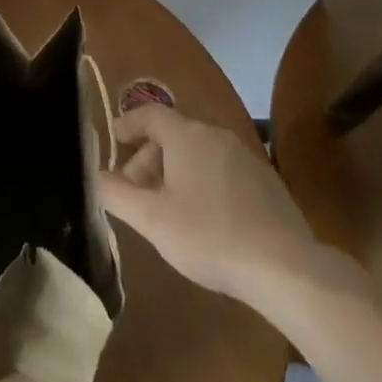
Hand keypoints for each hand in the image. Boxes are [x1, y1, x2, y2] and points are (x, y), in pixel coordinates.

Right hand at [97, 103, 329, 302]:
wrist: (286, 268)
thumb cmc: (209, 236)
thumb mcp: (152, 219)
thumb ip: (116, 194)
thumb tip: (96, 176)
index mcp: (186, 135)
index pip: (149, 113)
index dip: (127, 124)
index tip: (114, 141)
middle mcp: (215, 135)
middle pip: (172, 135)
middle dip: (148, 160)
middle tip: (136, 194)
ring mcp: (245, 157)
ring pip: (198, 154)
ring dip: (175, 173)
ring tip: (167, 210)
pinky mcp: (266, 182)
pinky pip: (222, 170)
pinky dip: (203, 183)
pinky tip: (205, 220)